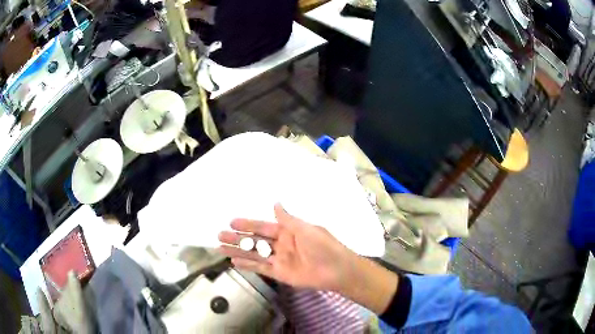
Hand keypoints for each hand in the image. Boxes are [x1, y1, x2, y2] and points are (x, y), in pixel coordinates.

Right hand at [218, 203, 359, 291]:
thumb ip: (287, 219)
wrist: (337, 270)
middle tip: (219, 235)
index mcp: (288, 231)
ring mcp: (279, 260)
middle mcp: (280, 245)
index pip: (263, 226)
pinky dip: (247, 265)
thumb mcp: (306, 229)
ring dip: (238, 252)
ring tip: (220, 248)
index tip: (232, 221)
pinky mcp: (280, 274)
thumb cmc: (324, 246)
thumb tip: (275, 203)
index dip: (247, 224)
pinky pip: (260, 268)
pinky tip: (234, 262)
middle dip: (237, 238)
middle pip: (255, 240)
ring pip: (254, 254)